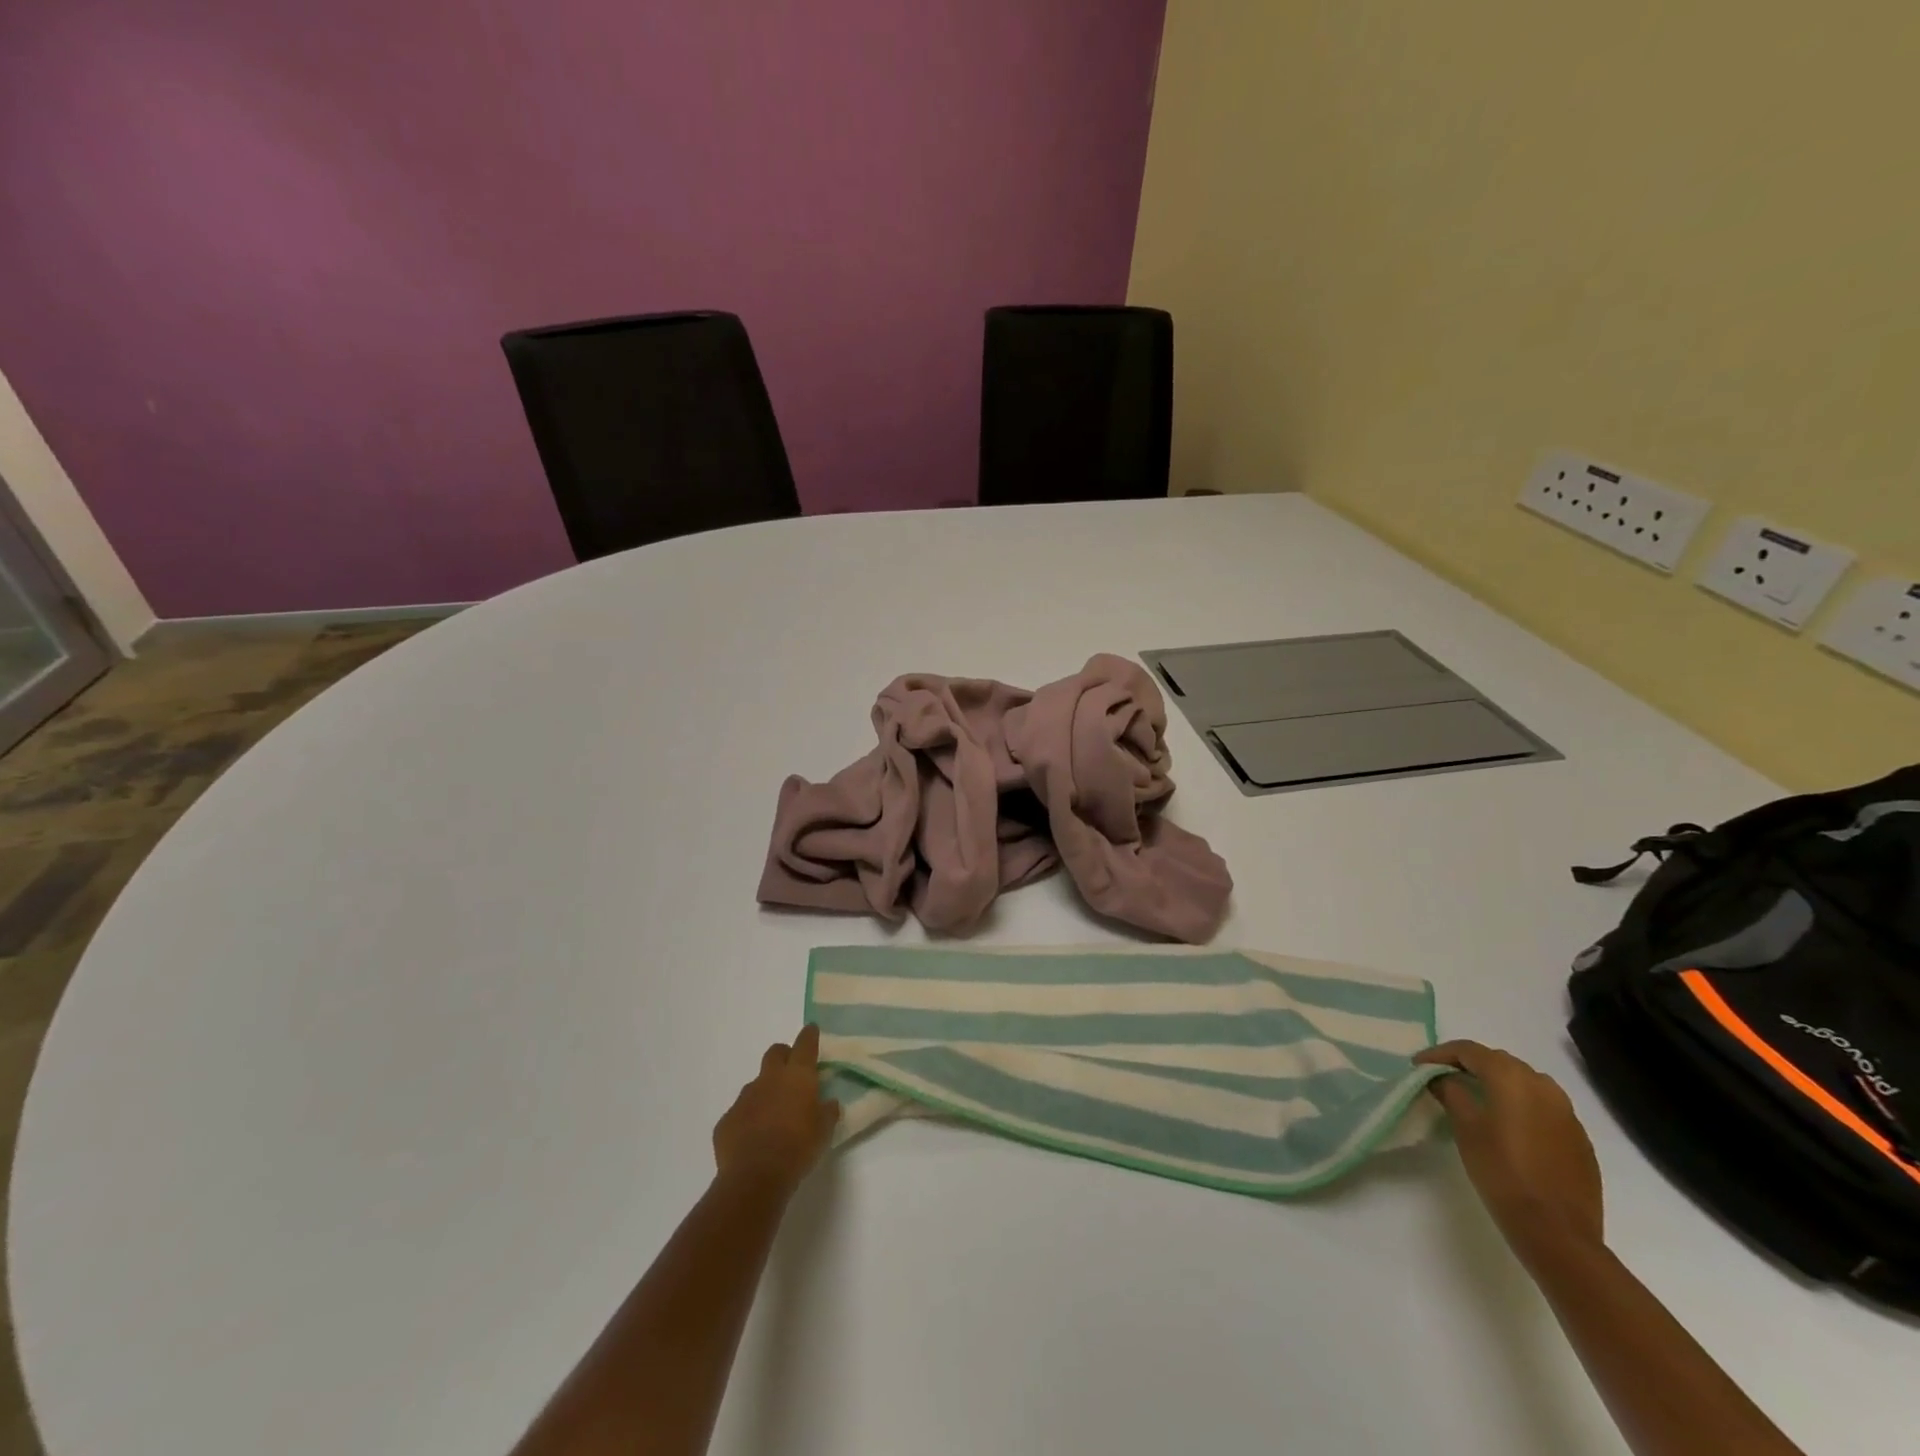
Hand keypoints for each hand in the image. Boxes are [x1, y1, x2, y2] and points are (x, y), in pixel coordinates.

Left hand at [712, 1024, 840, 1194]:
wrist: (754, 1177)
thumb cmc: (798, 1148)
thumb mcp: (824, 1131)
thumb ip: (827, 1112)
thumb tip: (829, 1103)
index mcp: (797, 1076)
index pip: (805, 1044)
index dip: (809, 1035)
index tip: (811, 1030)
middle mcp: (769, 1079)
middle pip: (775, 1053)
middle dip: (784, 1056)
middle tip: (792, 1073)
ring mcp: (744, 1098)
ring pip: (756, 1084)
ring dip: (765, 1092)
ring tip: (774, 1116)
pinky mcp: (727, 1120)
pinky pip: (740, 1112)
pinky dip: (749, 1119)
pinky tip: (754, 1139)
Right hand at [1414, 1040, 1603, 1267]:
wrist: (1557, 1233)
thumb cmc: (1502, 1172)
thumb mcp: (1465, 1128)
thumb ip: (1451, 1092)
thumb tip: (1443, 1078)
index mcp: (1512, 1078)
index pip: (1469, 1050)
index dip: (1439, 1054)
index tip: (1418, 1066)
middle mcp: (1543, 1086)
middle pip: (1499, 1061)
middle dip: (1469, 1065)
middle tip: (1443, 1078)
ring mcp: (1567, 1114)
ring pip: (1525, 1082)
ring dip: (1498, 1083)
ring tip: (1476, 1098)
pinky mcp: (1579, 1139)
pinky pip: (1544, 1107)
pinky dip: (1521, 1105)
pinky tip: (1508, 1126)